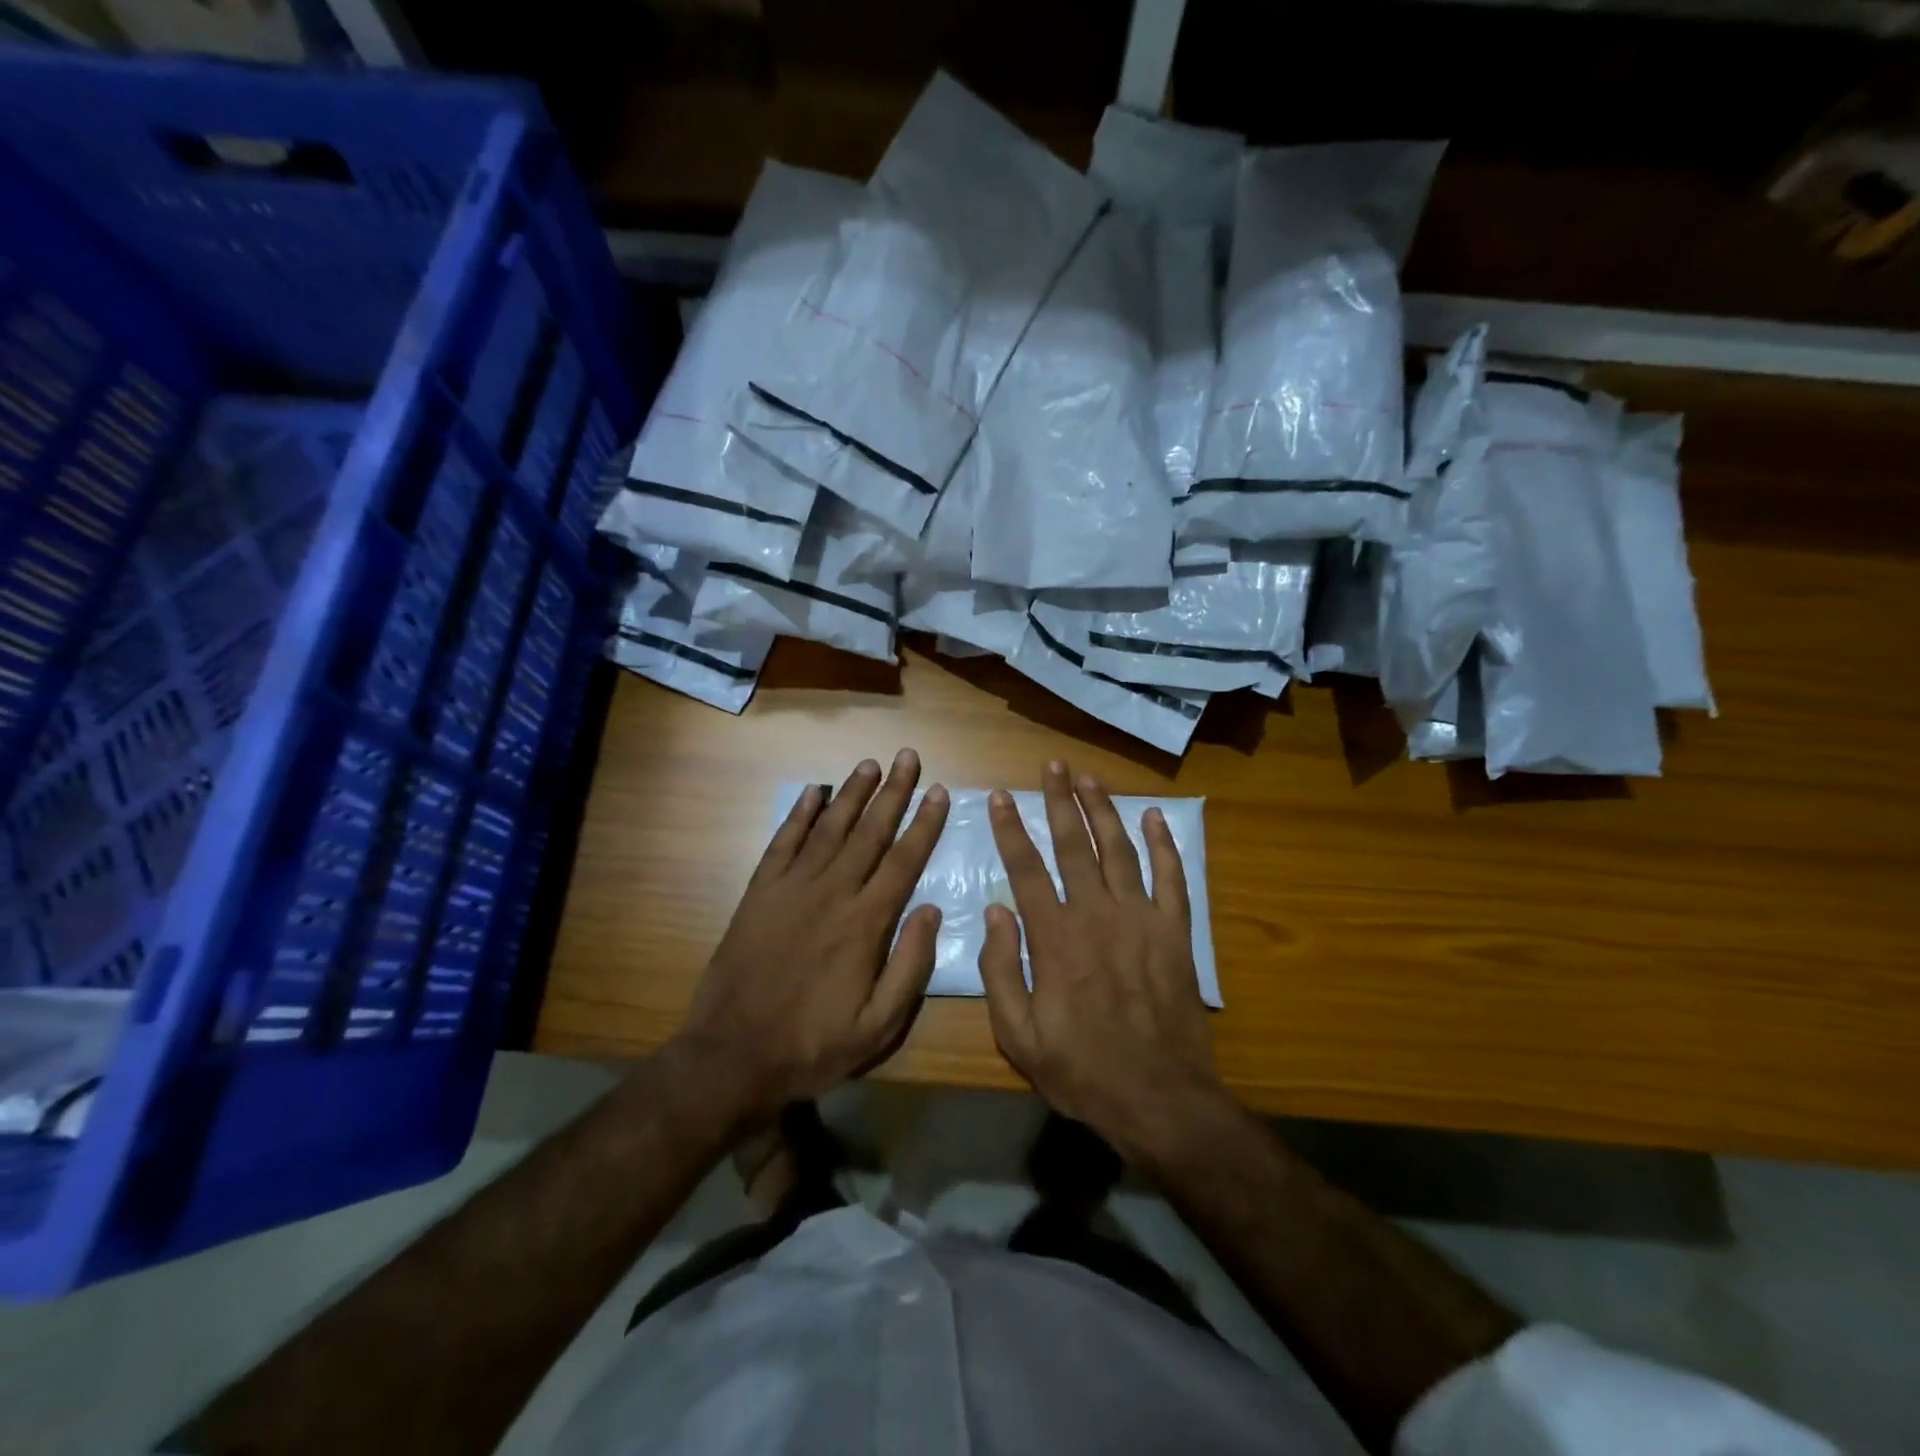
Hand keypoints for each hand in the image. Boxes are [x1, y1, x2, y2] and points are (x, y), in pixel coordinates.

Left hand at [673, 749, 948, 1128]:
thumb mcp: (878, 1026)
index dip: (924, 823)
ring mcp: (791, 888)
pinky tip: (813, 792)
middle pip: (870, 832)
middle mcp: (832, 893)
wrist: (732, 1056)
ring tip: (871, 764)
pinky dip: (799, 815)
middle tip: (908, 756)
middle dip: (893, 792)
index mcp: (865, 923)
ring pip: (829, 828)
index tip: (939, 791)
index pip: (904, 861)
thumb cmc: (813, 1045)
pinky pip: (783, 843)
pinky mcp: (759, 893)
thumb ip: (910, 966)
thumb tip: (932, 910)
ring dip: (852, 794)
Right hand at [978, 762, 1226, 1164]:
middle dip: (1060, 801)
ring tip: (1090, 778)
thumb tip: (997, 910)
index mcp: (1055, 937)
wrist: (1159, 1099)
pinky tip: (1154, 818)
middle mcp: (1096, 914)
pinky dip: (1164, 846)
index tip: (1002, 796)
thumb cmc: (1081, 1070)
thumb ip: (1002, 969)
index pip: (1027, 868)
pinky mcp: (1174, 932)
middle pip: (1074, 845)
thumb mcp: (1018, 1035)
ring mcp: (1141, 919)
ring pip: (1119, 850)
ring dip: (1104, 811)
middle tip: (1052, 766)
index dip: (1012, 829)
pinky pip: (1172, 878)